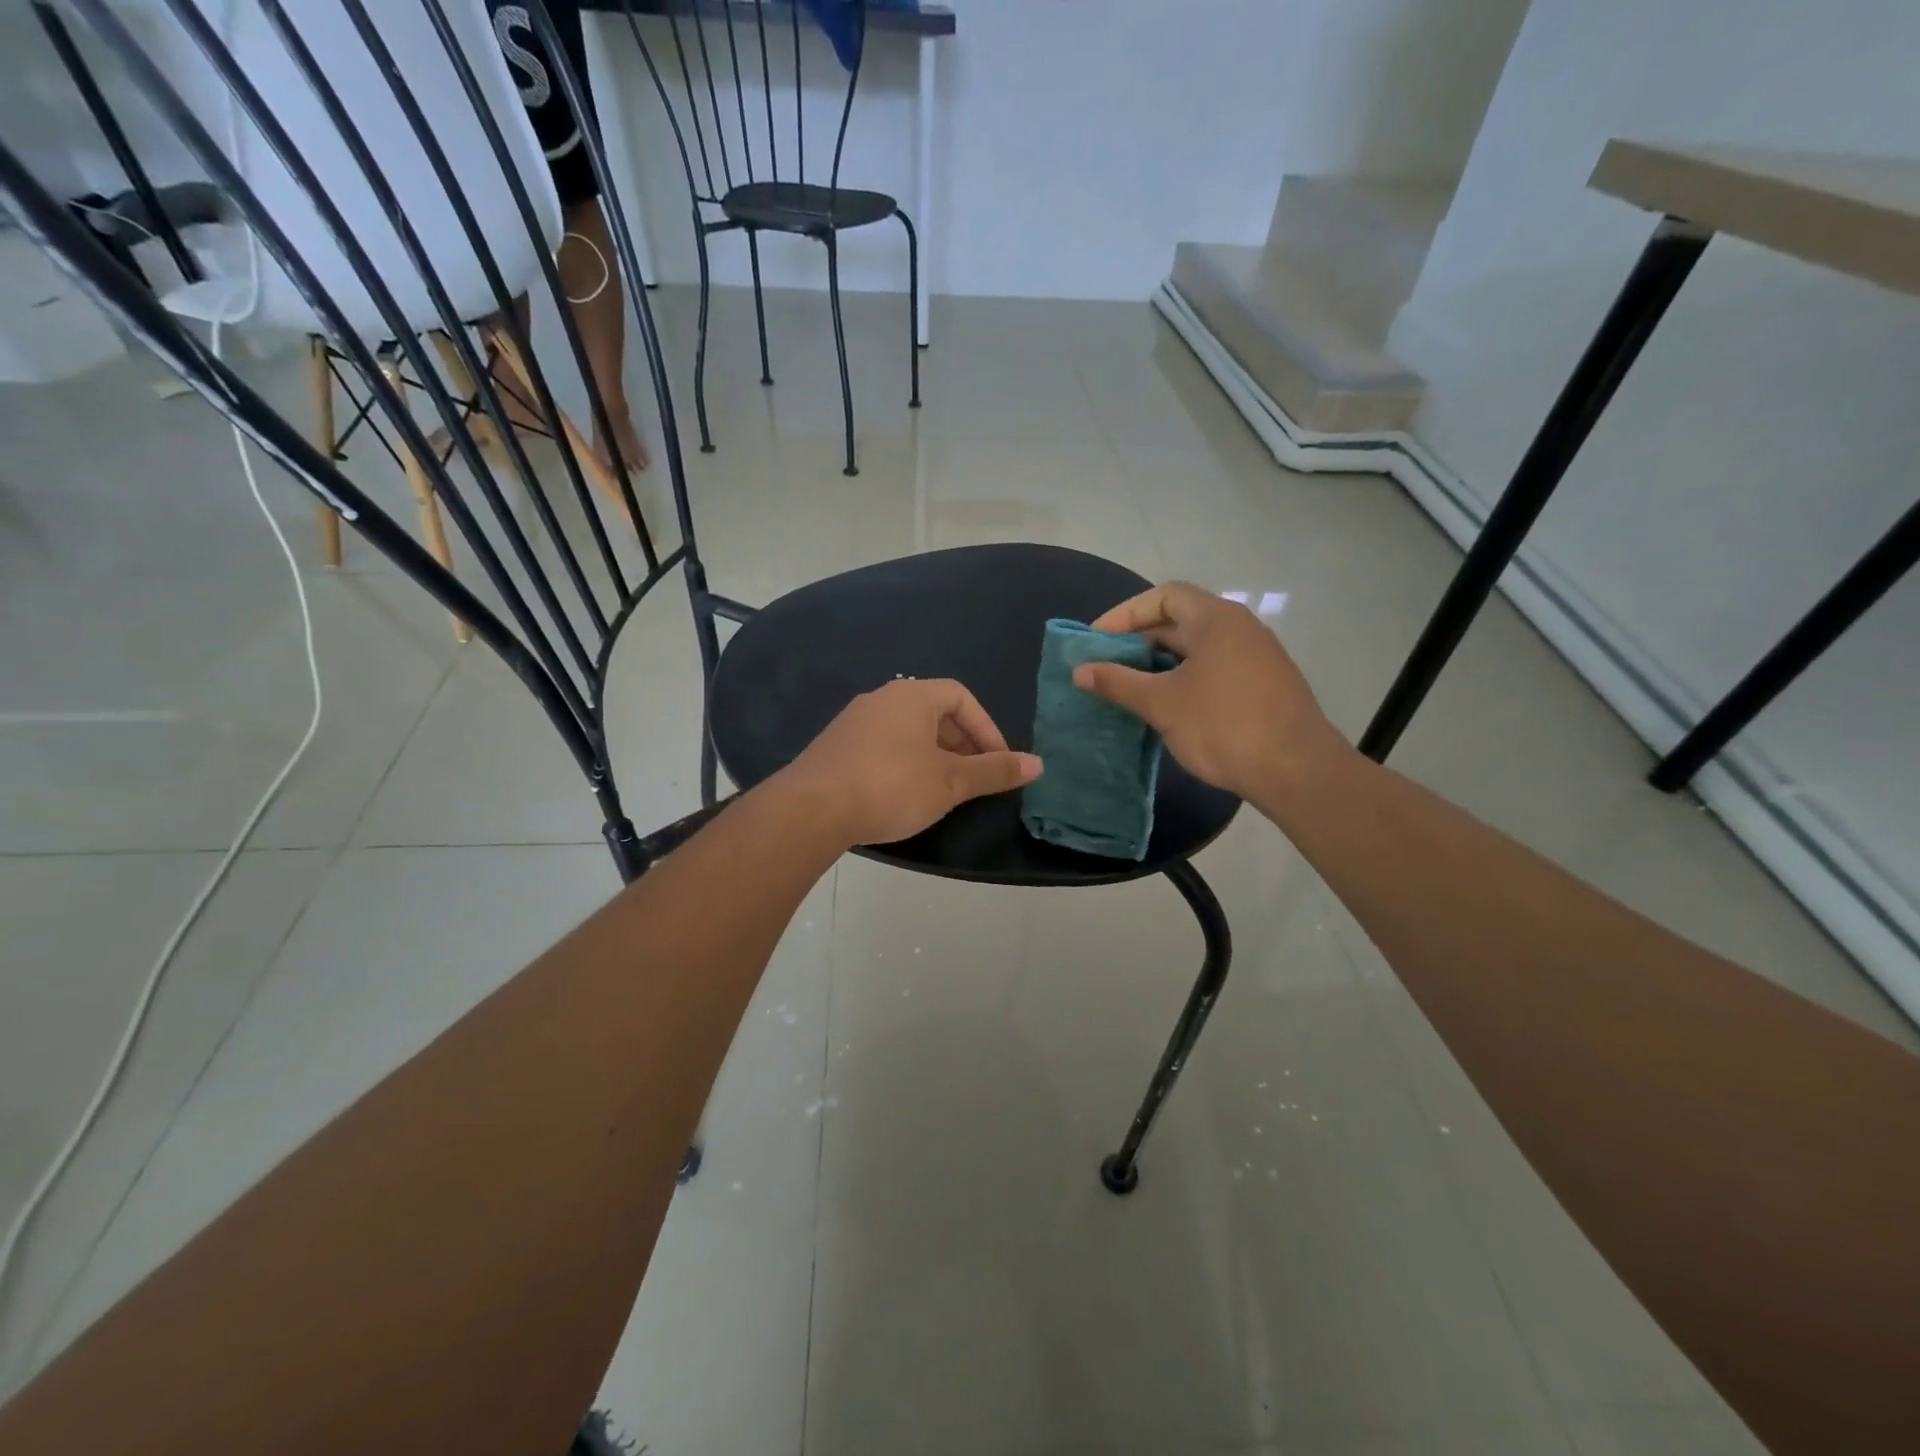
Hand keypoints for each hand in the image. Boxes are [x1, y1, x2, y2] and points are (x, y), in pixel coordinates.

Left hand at [782, 679, 1042, 846]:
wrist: (812, 809)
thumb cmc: (891, 786)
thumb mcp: (950, 782)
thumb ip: (993, 771)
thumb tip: (1038, 764)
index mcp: (912, 696)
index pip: (961, 697)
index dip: (986, 728)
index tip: (998, 761)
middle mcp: (881, 699)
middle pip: (933, 712)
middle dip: (961, 744)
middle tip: (975, 778)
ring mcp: (854, 721)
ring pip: (907, 731)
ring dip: (933, 756)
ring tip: (944, 790)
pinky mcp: (835, 746)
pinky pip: (882, 746)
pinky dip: (904, 763)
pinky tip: (903, 795)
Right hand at [1073, 582, 1345, 803]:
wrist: (1296, 771)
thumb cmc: (1223, 726)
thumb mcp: (1162, 703)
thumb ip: (1118, 683)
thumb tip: (1080, 671)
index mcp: (1216, 619)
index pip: (1163, 596)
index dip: (1125, 614)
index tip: (1096, 640)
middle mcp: (1239, 628)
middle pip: (1180, 620)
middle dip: (1138, 641)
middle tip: (1105, 666)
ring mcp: (1255, 657)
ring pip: (1196, 649)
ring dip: (1159, 663)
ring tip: (1128, 688)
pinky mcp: (1263, 685)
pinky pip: (1213, 669)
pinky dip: (1183, 679)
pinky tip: (1166, 707)